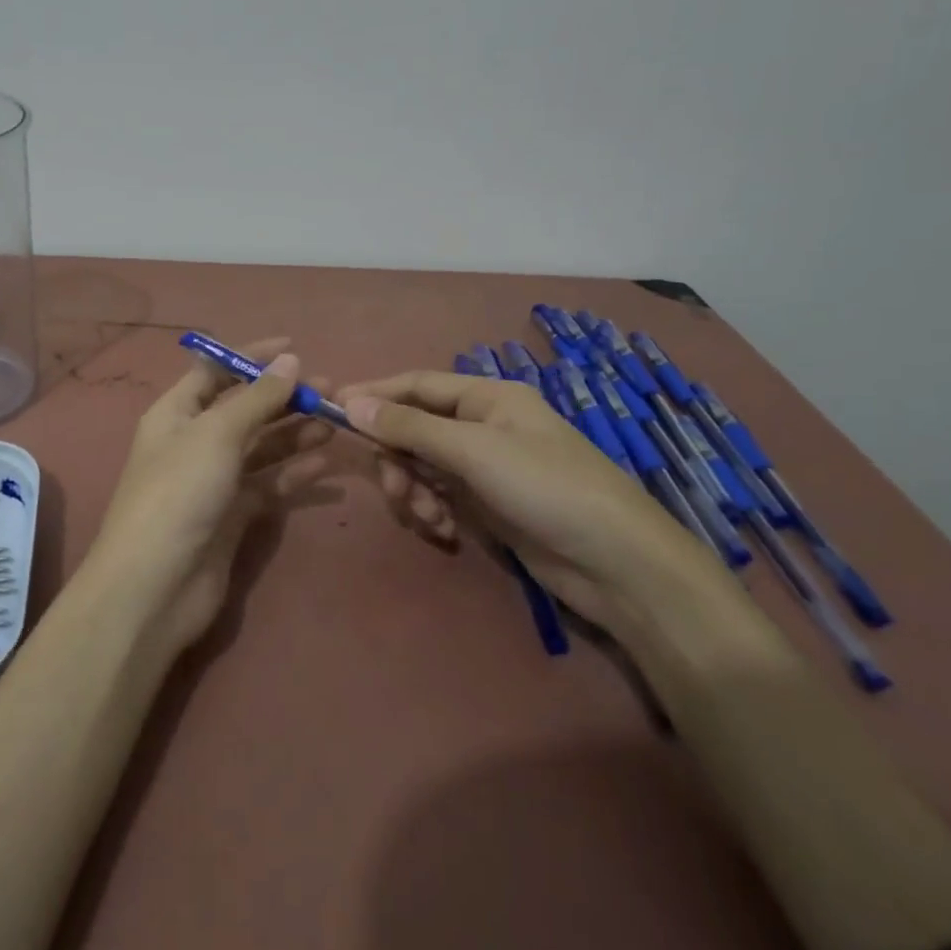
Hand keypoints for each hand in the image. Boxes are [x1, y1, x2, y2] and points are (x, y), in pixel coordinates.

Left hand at [84, 338, 332, 651]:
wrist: (155, 585)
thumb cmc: (178, 492)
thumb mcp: (216, 434)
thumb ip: (256, 398)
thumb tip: (290, 360)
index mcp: (176, 413)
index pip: (215, 372)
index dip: (251, 357)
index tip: (294, 347)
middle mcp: (194, 441)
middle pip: (243, 409)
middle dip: (283, 397)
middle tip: (329, 389)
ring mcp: (213, 480)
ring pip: (260, 446)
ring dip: (294, 431)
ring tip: (335, 419)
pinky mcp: (233, 515)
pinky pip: (268, 483)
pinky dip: (294, 471)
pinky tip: (325, 460)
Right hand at [337, 371, 721, 627]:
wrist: (618, 565)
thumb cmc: (546, 488)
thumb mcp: (473, 451)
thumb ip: (409, 427)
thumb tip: (350, 403)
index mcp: (487, 397)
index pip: (416, 384)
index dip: (374, 395)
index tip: (331, 411)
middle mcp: (484, 425)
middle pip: (415, 428)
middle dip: (397, 457)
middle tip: (392, 487)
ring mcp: (487, 467)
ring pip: (424, 465)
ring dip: (413, 489)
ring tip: (426, 518)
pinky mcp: (489, 504)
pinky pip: (440, 495)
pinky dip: (432, 510)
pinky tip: (442, 532)